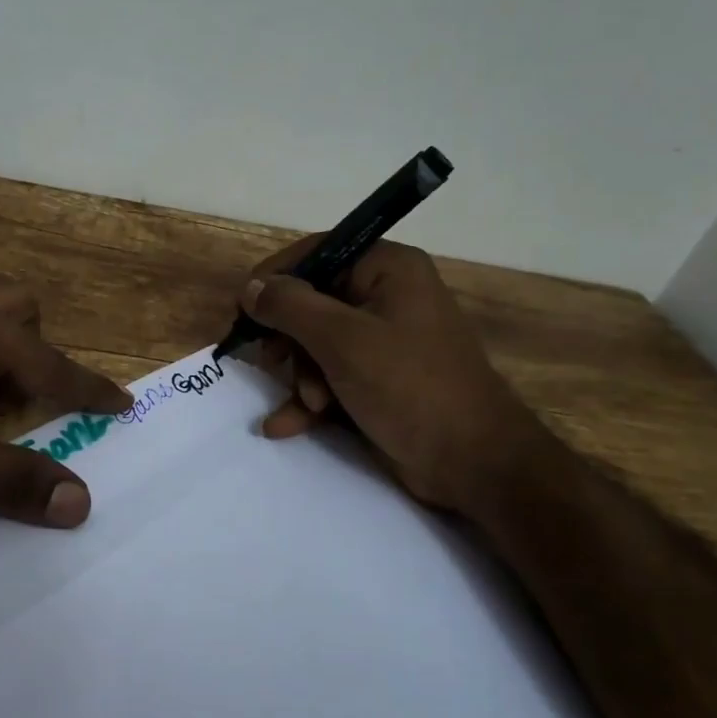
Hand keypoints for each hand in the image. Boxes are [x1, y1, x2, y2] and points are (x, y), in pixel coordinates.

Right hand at [236, 239, 551, 511]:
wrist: (474, 464)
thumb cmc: (410, 387)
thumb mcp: (343, 341)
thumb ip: (290, 308)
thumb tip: (251, 287)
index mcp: (387, 269)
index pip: (317, 253)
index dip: (276, 278)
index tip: (242, 307)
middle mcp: (385, 296)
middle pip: (312, 302)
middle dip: (291, 341)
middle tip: (272, 362)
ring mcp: (383, 341)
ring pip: (316, 345)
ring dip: (302, 377)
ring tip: (311, 405)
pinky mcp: (378, 380)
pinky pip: (330, 376)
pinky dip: (308, 400)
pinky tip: (283, 426)